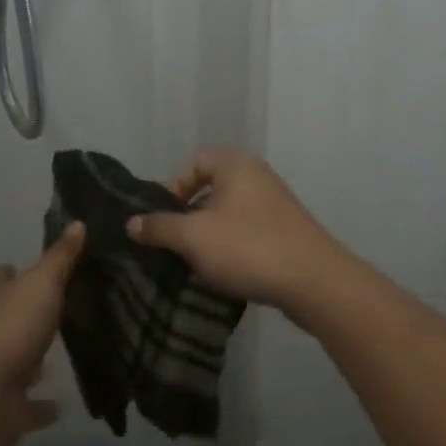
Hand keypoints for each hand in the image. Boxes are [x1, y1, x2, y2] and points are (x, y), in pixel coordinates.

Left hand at [0, 223, 83, 445]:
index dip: (10, 272)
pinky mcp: (3, 405)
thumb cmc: (13, 329)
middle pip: (4, 315)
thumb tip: (78, 223)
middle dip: (23, 312)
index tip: (27, 269)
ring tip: (60, 352)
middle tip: (56, 308)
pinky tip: (59, 405)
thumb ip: (61, 257)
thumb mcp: (43, 283)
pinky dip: (40, 405)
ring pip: (13, 357)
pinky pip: (25, 403)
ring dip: (31, 357)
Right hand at [126, 151, 349, 315]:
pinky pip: (249, 232)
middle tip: (175, 243)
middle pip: (211, 188)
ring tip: (196, 262)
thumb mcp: (193, 237)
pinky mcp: (287, 232)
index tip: (163, 219)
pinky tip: (225, 272)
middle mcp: (257, 177)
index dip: (173, 188)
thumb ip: (159, 227)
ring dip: (210, 235)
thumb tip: (131, 223)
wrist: (315, 282)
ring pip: (230, 213)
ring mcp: (276, 205)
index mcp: (235, 165)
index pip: (194, 163)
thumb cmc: (248, 247)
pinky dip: (233, 247)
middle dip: (189, 216)